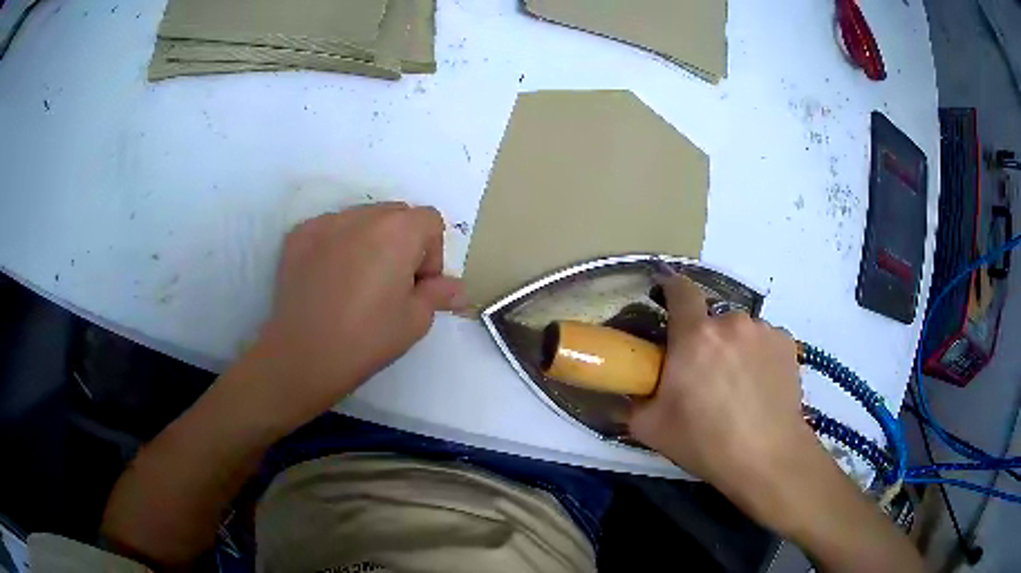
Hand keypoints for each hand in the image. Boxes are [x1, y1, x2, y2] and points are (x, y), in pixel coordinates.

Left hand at [244, 203, 464, 426]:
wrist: (302, 356)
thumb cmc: (367, 338)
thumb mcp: (415, 320)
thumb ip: (439, 293)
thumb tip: (456, 288)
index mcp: (397, 230)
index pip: (429, 221)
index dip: (431, 254)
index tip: (416, 286)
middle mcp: (362, 215)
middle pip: (395, 215)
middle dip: (402, 243)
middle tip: (389, 285)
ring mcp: (324, 222)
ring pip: (361, 219)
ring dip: (369, 241)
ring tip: (356, 283)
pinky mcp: (298, 235)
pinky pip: (330, 229)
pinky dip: (337, 245)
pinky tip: (329, 280)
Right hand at [628, 275, 817, 525]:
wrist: (768, 458)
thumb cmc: (706, 442)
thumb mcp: (651, 428)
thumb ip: (633, 400)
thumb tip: (629, 389)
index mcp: (694, 336)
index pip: (680, 290)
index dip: (670, 289)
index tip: (665, 299)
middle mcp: (731, 322)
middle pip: (711, 320)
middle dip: (703, 340)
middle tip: (704, 375)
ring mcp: (764, 331)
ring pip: (739, 331)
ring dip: (733, 348)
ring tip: (737, 386)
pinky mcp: (787, 344)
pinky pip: (763, 341)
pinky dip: (758, 356)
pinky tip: (760, 387)